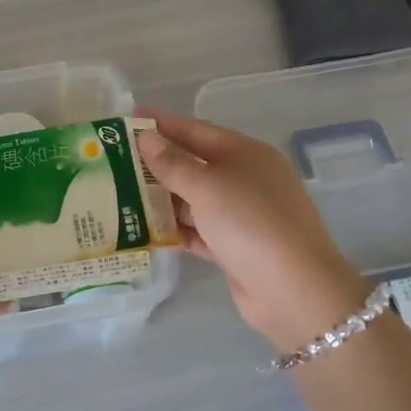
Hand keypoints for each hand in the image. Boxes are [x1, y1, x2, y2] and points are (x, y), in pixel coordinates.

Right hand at [139, 112, 367, 350]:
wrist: (295, 290)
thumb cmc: (250, 222)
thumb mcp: (207, 186)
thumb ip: (173, 163)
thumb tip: (146, 138)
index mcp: (245, 154)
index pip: (196, 130)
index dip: (162, 124)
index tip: (127, 119)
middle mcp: (245, 179)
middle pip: (194, 164)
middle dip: (157, 163)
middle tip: (114, 160)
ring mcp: (242, 215)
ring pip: (193, 199)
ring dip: (162, 197)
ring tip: (119, 193)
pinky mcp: (235, 248)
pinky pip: (198, 230)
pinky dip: (175, 229)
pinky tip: (144, 229)